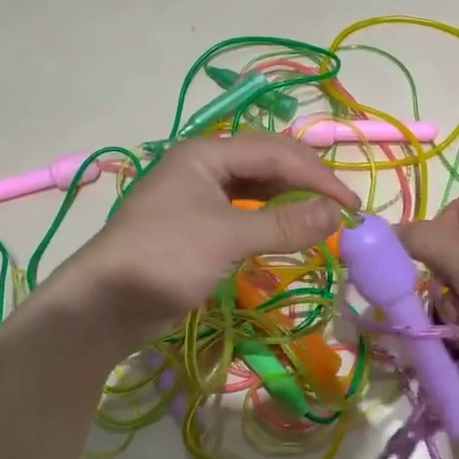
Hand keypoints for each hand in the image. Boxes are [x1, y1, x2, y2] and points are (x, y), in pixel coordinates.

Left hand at [46, 134, 358, 350]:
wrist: (107, 305)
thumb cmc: (166, 257)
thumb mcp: (229, 237)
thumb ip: (285, 224)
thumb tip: (338, 215)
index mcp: (205, 154)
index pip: (274, 153)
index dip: (317, 176)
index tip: (351, 206)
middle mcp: (203, 167)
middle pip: (267, 164)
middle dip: (306, 183)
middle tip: (341, 210)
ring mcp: (198, 198)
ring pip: (257, 189)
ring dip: (290, 201)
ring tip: (322, 219)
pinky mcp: (197, 228)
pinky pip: (244, 214)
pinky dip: (271, 221)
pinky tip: (289, 231)